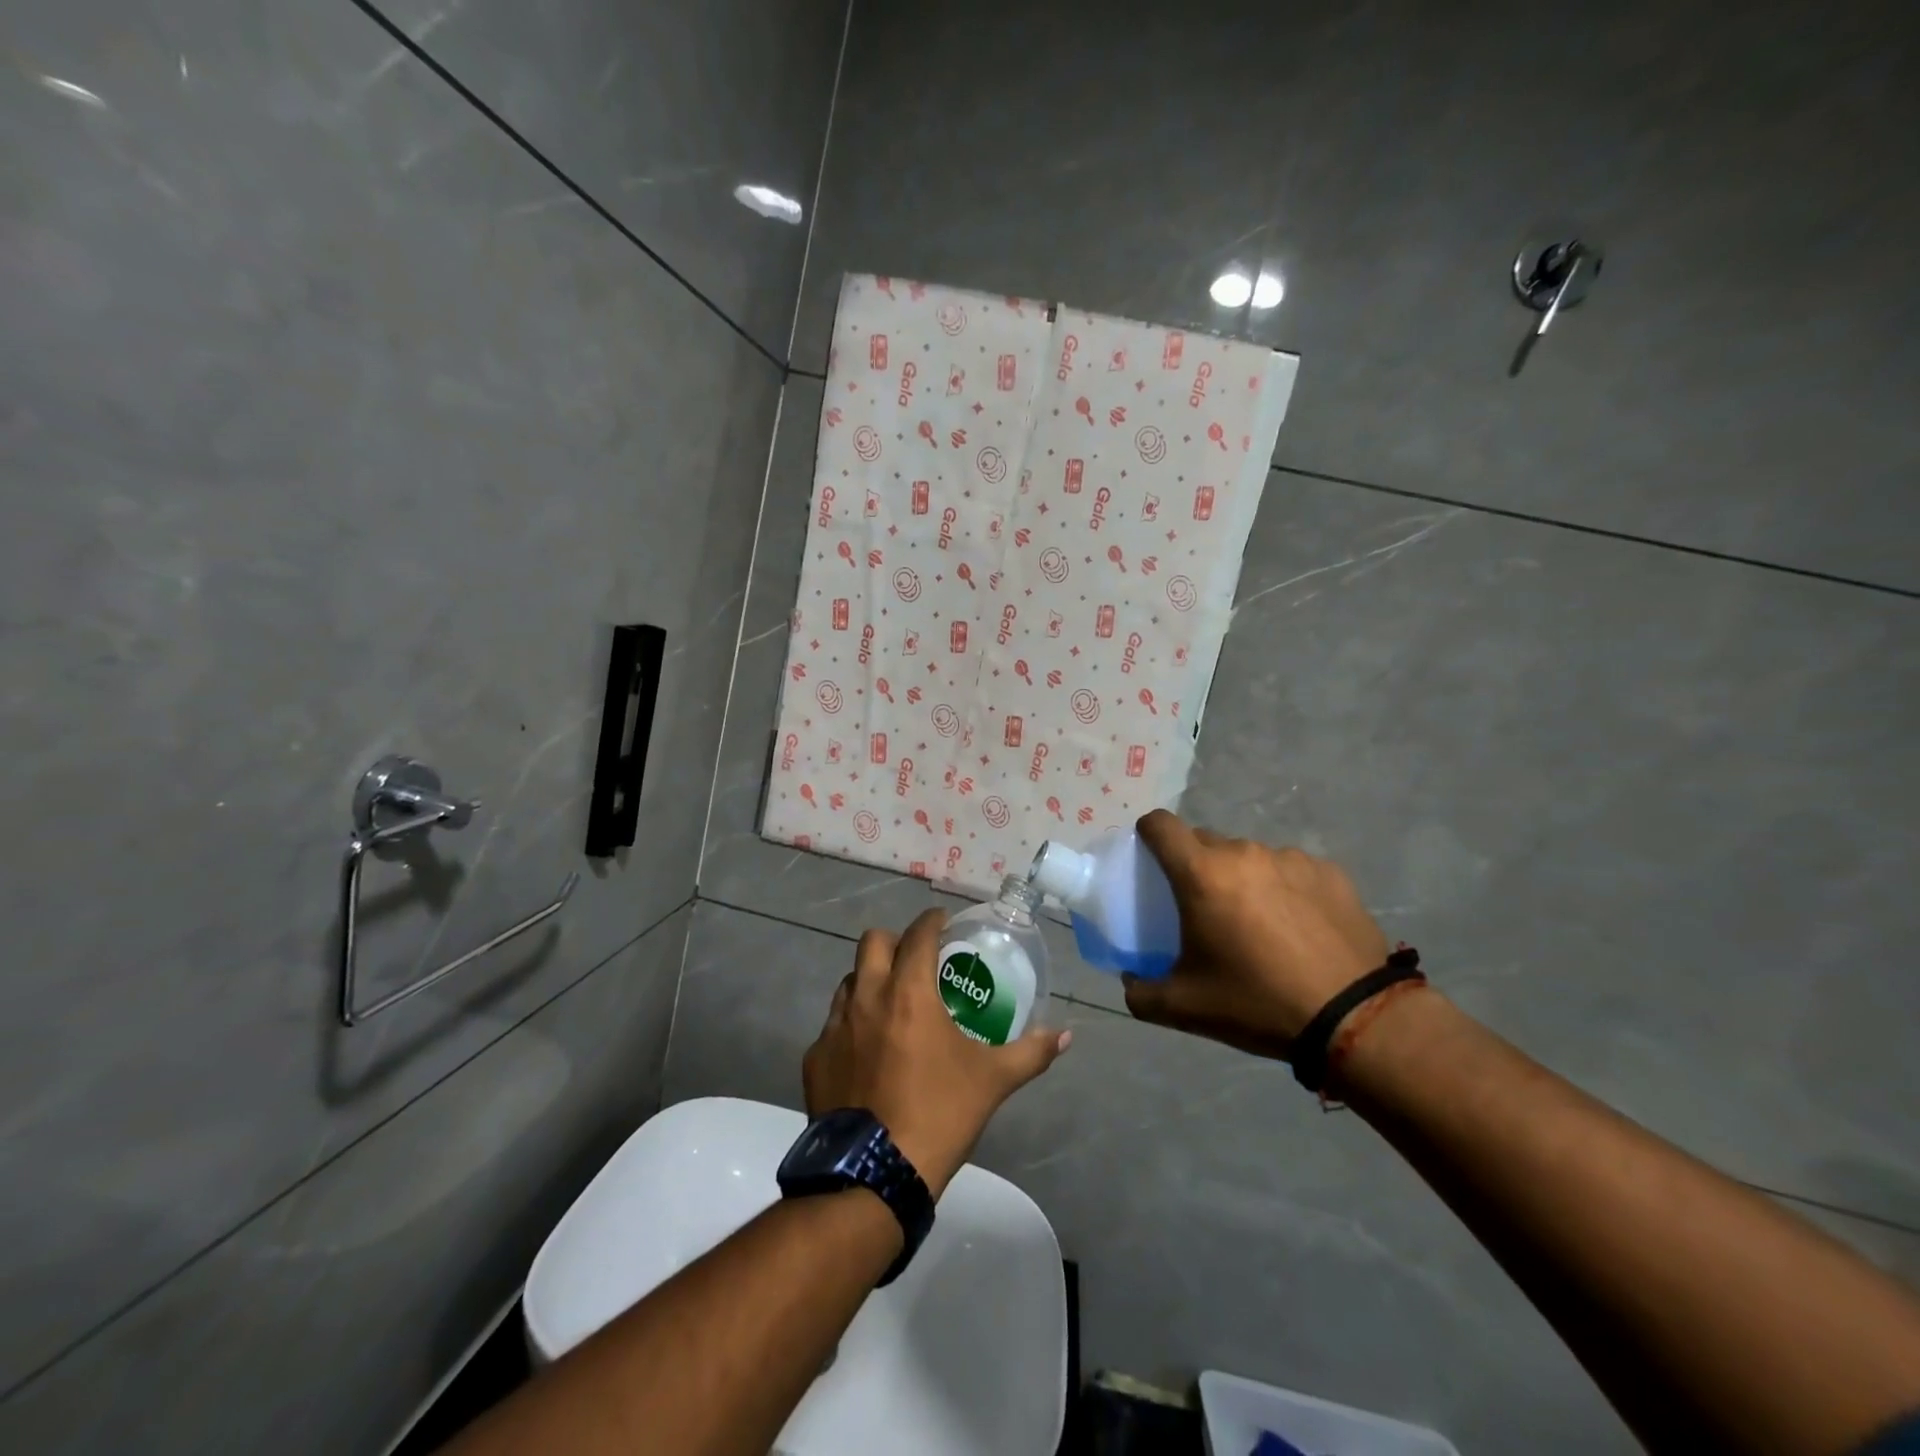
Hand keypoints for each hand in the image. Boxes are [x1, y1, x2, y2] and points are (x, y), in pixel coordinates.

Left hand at [803, 908, 1071, 1198]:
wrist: (874, 1174)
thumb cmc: (939, 1114)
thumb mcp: (992, 1081)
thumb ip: (1031, 1052)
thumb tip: (1065, 1036)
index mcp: (908, 992)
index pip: (918, 934)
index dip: (932, 921)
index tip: (944, 923)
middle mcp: (866, 997)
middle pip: (873, 942)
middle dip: (896, 941)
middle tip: (916, 961)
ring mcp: (834, 1027)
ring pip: (849, 981)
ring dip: (870, 980)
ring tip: (892, 1004)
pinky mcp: (815, 1058)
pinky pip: (832, 1026)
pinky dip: (851, 1026)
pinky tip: (867, 1053)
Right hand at [1123, 810, 1388, 1059]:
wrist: (1354, 1018)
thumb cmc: (1257, 1003)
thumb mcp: (1184, 1007)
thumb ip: (1140, 992)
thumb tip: (1130, 980)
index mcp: (1202, 874)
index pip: (1161, 825)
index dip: (1148, 834)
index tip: (1150, 859)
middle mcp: (1244, 853)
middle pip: (1206, 843)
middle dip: (1197, 867)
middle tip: (1205, 908)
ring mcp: (1290, 859)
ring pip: (1250, 858)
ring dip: (1243, 879)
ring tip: (1260, 924)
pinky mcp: (1329, 872)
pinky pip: (1291, 870)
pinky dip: (1285, 889)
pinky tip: (1300, 929)